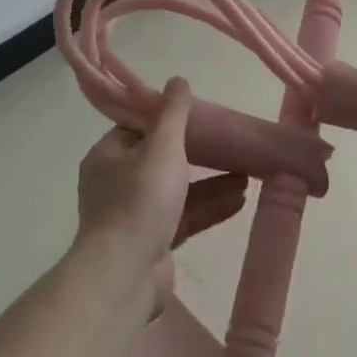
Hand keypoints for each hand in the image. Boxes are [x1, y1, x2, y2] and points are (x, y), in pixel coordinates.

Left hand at [75, 77, 247, 313]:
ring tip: (248, 172)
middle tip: (231, 144)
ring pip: (178, 190)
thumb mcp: (162, 147)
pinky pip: (184, 217)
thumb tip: (178, 79)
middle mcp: (117, 184)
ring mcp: (134, 216)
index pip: (139, 128)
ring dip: (211, 181)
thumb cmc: (140, 201)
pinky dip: (210, 206)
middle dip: (200, 153)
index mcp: (108, 156)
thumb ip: (173, 113)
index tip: (202, 116)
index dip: (170, 120)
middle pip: (162, 159)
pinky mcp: (153, 243)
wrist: (124, 277)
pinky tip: (241, 199)